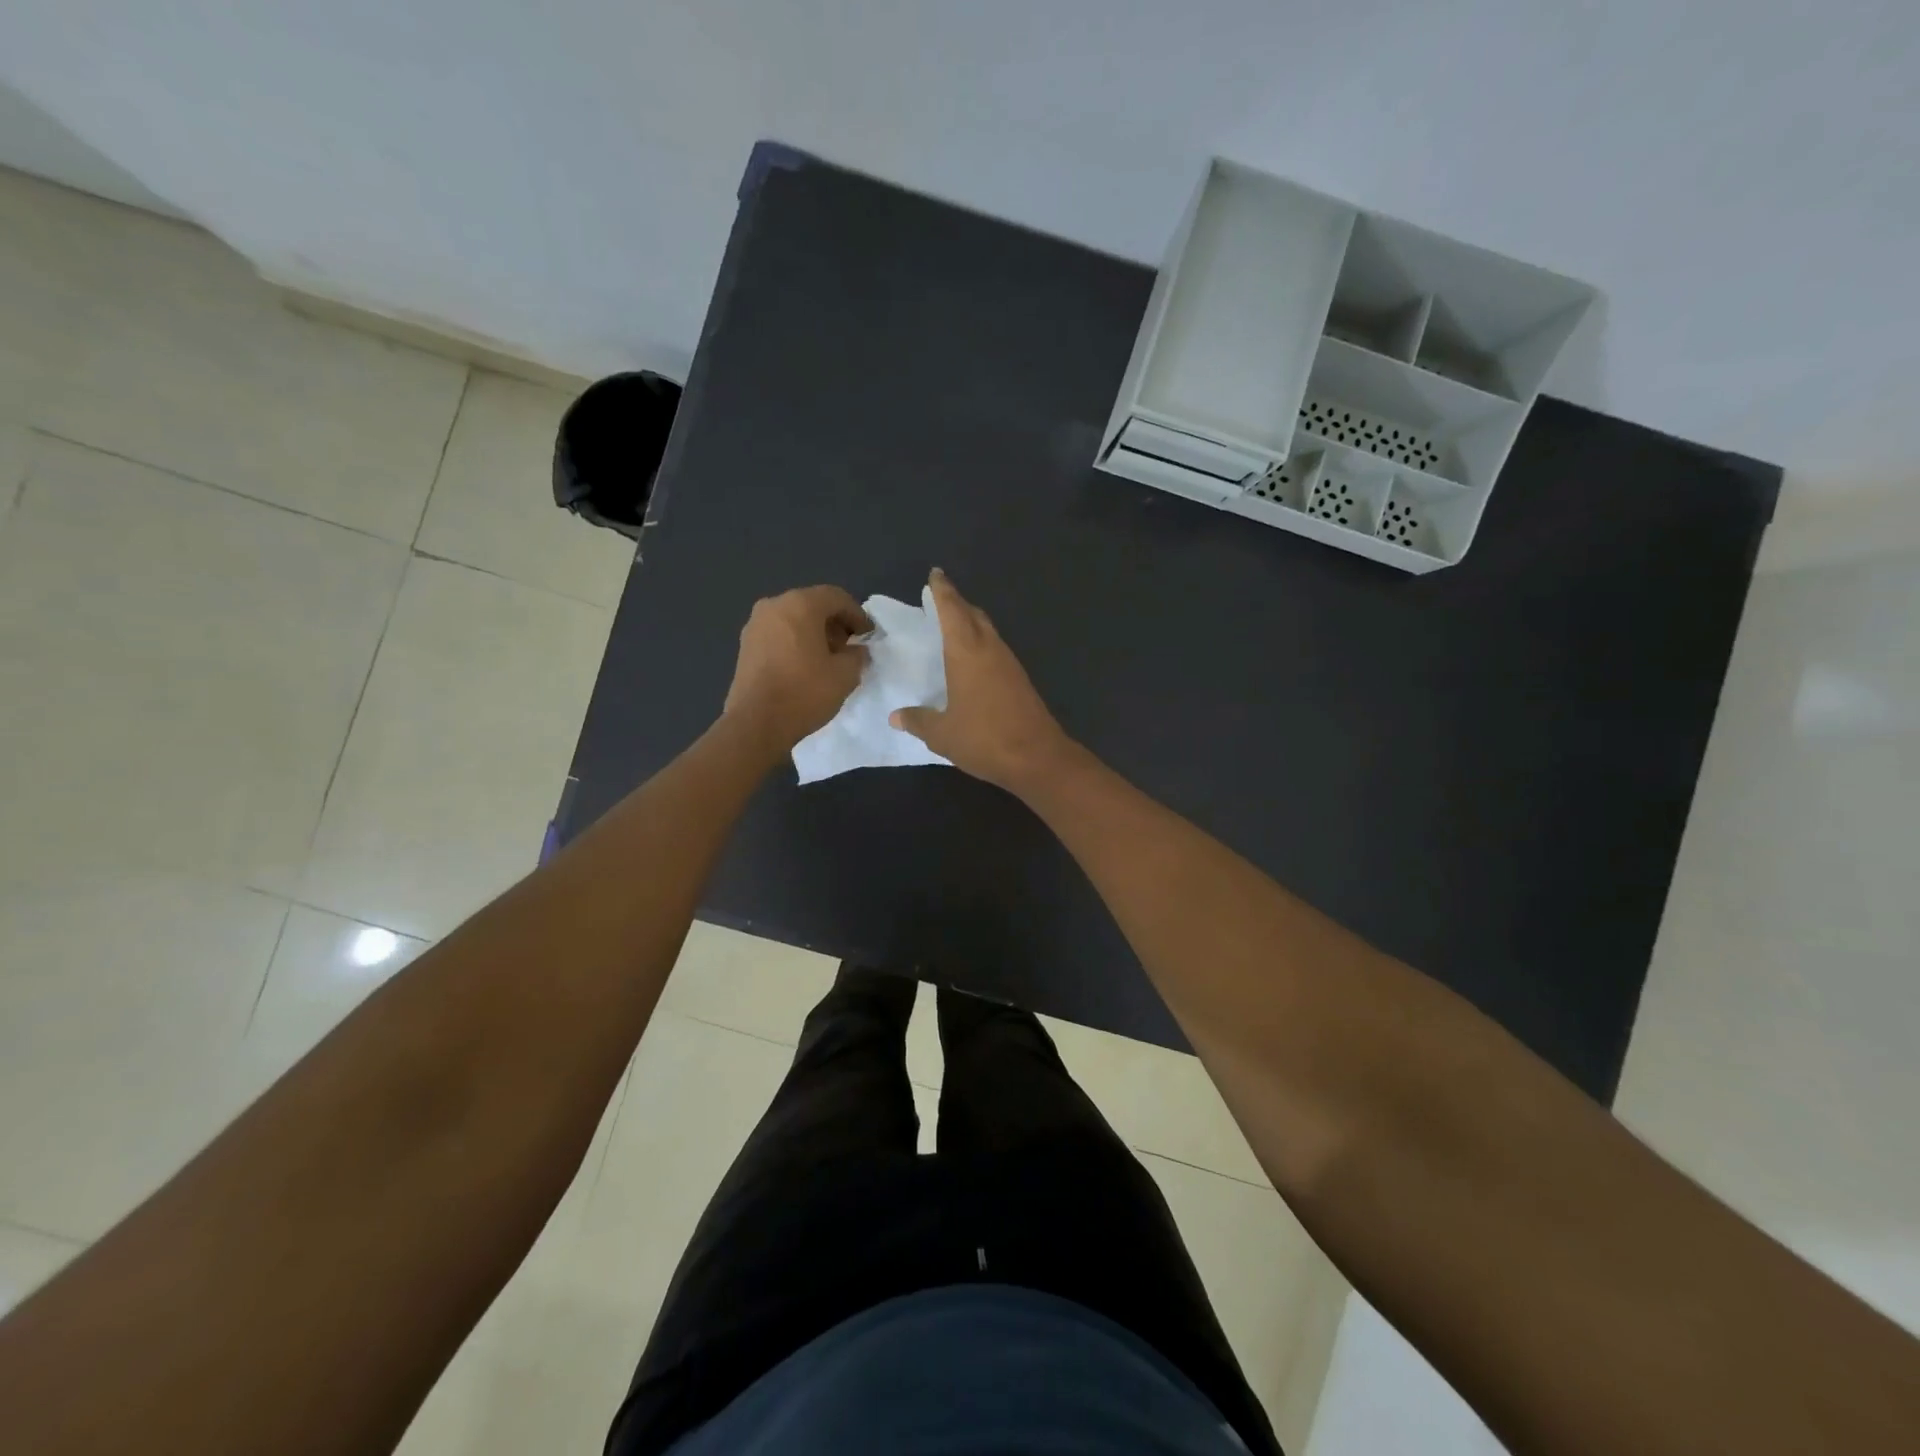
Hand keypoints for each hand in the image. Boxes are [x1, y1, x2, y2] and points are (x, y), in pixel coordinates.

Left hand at [724, 585, 872, 753]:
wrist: (756, 723)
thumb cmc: (804, 693)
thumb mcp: (845, 675)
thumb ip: (857, 655)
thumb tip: (856, 651)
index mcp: (800, 605)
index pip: (836, 597)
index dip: (857, 615)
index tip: (868, 636)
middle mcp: (774, 606)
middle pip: (813, 605)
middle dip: (835, 623)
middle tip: (849, 647)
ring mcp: (755, 624)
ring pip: (794, 619)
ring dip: (814, 633)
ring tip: (828, 659)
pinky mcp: (745, 645)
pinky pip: (778, 633)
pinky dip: (796, 642)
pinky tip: (805, 666)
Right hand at [890, 569, 1072, 791]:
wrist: (1037, 757)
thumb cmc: (984, 739)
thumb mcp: (942, 734)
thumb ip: (918, 721)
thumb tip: (896, 716)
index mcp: (967, 652)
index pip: (952, 610)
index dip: (943, 591)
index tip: (935, 575)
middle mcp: (990, 649)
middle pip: (973, 615)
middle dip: (957, 603)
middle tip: (941, 599)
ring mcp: (1009, 664)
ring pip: (988, 631)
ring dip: (972, 622)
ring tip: (954, 626)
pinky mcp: (1020, 680)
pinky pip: (996, 649)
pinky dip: (982, 643)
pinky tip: (974, 659)